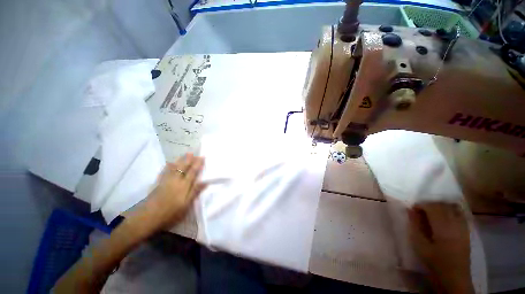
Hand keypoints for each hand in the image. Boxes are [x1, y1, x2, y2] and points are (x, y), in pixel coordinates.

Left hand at [129, 153, 205, 233]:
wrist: (148, 218)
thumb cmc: (170, 213)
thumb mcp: (186, 205)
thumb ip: (195, 192)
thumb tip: (205, 182)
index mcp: (184, 185)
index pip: (193, 172)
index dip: (198, 164)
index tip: (202, 157)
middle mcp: (175, 180)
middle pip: (183, 167)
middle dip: (189, 159)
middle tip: (193, 152)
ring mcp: (166, 181)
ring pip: (174, 167)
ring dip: (180, 160)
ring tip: (183, 155)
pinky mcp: (158, 184)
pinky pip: (164, 172)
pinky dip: (168, 166)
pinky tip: (169, 163)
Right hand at [408, 202, 473, 293]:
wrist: (454, 276)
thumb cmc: (434, 261)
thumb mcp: (420, 245)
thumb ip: (415, 226)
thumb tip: (410, 210)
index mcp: (443, 227)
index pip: (432, 207)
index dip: (421, 205)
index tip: (413, 209)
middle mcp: (455, 223)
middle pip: (442, 205)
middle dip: (429, 204)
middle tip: (420, 211)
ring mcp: (463, 226)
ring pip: (452, 207)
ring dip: (440, 206)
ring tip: (431, 212)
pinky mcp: (466, 230)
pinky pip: (460, 213)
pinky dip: (451, 209)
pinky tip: (445, 214)